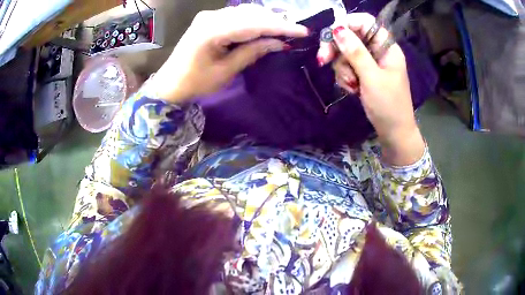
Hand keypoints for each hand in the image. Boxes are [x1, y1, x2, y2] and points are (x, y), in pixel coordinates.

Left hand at [152, 4, 307, 102]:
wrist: (170, 83)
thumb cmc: (195, 82)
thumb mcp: (226, 72)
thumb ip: (252, 52)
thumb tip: (279, 43)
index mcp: (212, 31)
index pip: (254, 24)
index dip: (280, 27)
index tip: (303, 31)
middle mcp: (211, 17)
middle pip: (251, 13)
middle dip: (276, 21)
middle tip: (296, 31)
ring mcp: (209, 15)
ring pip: (245, 12)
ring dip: (266, 19)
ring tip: (285, 29)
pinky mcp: (209, 18)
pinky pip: (237, 15)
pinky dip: (254, 20)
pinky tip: (265, 26)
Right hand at [317, 13, 424, 165]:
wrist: (394, 133)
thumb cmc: (388, 106)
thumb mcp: (371, 77)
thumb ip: (355, 52)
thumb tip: (337, 29)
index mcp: (386, 47)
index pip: (365, 22)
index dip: (346, 24)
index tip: (331, 36)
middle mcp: (378, 50)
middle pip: (351, 36)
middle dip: (337, 49)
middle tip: (323, 60)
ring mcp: (371, 62)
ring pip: (346, 53)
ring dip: (342, 69)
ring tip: (351, 86)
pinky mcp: (365, 73)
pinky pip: (347, 66)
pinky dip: (345, 77)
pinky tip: (351, 89)